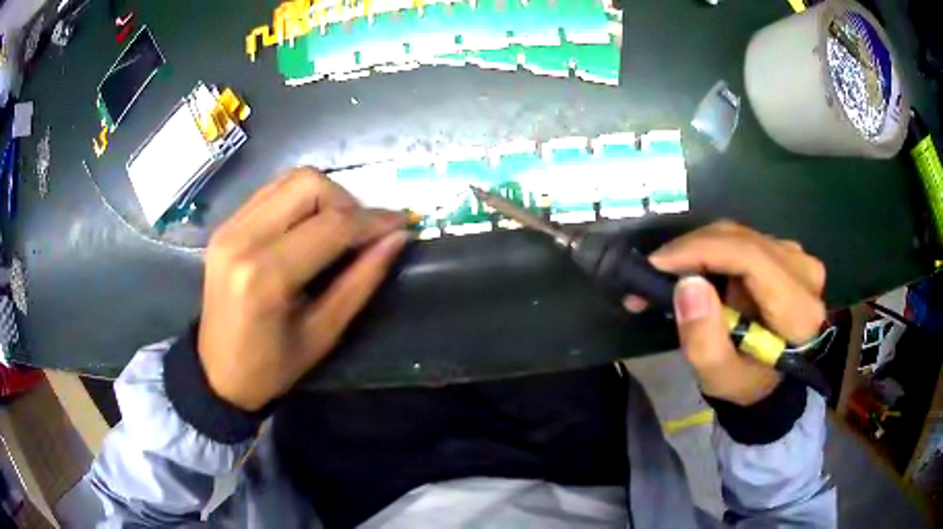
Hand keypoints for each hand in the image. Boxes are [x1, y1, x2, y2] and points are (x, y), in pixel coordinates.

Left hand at [198, 168, 408, 410]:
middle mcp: (243, 238)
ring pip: (290, 179)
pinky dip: (299, 200)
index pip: (332, 225)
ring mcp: (229, 226)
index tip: (401, 224)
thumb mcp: (324, 333)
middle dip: (347, 202)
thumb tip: (397, 238)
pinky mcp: (225, 225)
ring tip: (338, 229)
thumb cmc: (272, 367)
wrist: (217, 373)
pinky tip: (308, 227)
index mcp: (266, 275)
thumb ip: (361, 281)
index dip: (373, 221)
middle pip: (309, 184)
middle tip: (362, 233)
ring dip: (324, 196)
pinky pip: (272, 191)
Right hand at [626, 221, 825, 405]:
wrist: (774, 379)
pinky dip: (710, 252)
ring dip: (697, 251)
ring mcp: (796, 256)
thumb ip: (704, 340)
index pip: (749, 256)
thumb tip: (687, 284)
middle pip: (740, 240)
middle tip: (651, 274)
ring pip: (737, 235)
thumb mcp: (721, 377)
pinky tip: (691, 271)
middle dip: (690, 251)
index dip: (701, 251)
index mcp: (798, 308)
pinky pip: (740, 240)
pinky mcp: (785, 252)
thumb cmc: (748, 383)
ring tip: (665, 277)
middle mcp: (803, 270)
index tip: (657, 264)